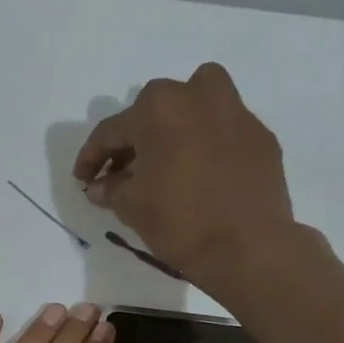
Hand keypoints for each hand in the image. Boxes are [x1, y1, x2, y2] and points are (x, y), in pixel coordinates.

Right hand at [71, 63, 297, 290]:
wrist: (247, 246)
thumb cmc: (180, 220)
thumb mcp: (132, 207)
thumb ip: (111, 189)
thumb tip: (100, 185)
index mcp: (158, 108)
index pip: (112, 130)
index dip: (91, 157)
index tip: (83, 178)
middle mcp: (197, 96)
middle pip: (155, 109)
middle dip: (135, 138)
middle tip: (124, 170)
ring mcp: (235, 113)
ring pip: (198, 103)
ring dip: (177, 123)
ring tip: (167, 157)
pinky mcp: (260, 137)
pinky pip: (225, 130)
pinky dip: (208, 144)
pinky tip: (202, 174)